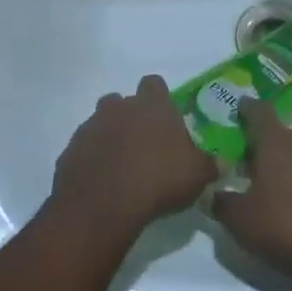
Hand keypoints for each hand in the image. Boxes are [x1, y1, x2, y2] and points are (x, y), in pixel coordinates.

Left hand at [49, 75, 217, 240]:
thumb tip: (221, 162)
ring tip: (124, 165)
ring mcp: (90, 128)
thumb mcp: (198, 175)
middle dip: (132, 118)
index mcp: (152, 105)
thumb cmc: (159, 180)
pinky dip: (94, 159)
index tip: (167, 118)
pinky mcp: (70, 151)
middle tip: (146, 145)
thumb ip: (210, 164)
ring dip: (111, 137)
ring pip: (101, 123)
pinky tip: (105, 181)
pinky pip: (85, 149)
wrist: (102, 206)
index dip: (160, 98)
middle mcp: (118, 108)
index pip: (154, 84)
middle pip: (123, 101)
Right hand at [212, 100, 291, 288]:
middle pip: (279, 136)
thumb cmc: (285, 227)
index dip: (246, 109)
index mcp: (277, 141)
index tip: (237, 108)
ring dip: (283, 165)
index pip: (258, 112)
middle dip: (261, 148)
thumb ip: (221, 202)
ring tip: (269, 190)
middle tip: (243, 168)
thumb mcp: (240, 220)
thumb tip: (213, 193)